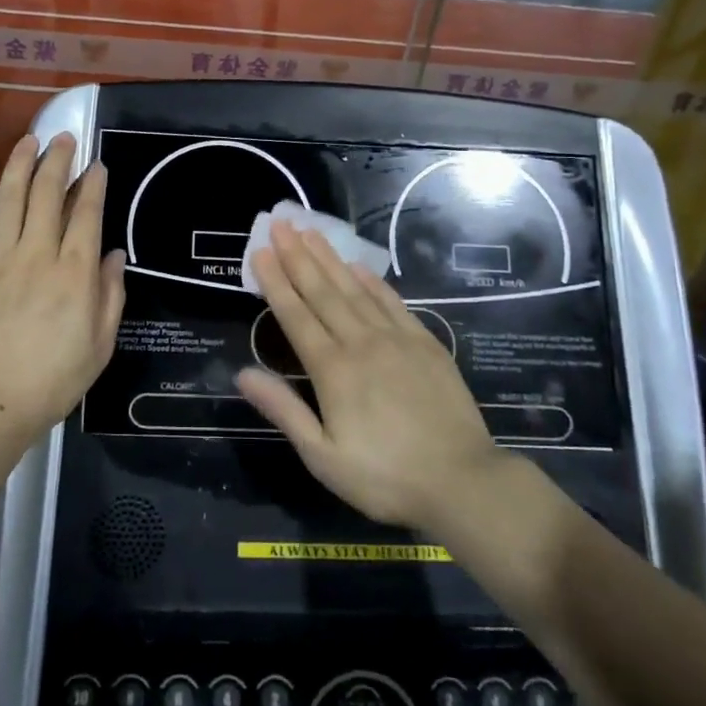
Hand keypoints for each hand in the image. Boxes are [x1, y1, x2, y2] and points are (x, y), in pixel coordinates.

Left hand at [0, 133, 125, 443]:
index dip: (93, 184)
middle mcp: (37, 255)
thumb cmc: (51, 381)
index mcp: (74, 274)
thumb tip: (114, 254)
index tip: (97, 164)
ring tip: (29, 139)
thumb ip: (110, 296)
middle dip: (58, 160)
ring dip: (20, 164)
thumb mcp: (99, 346)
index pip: (86, 214)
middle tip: (64, 137)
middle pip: (47, 195)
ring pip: (9, 199)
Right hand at [237, 220, 505, 531]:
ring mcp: (395, 338)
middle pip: (322, 291)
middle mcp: (360, 342)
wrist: (462, 482)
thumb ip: (283, 410)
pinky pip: (391, 301)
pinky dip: (371, 280)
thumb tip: (242, 373)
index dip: (275, 281)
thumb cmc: (385, 476)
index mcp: (332, 370)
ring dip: (329, 258)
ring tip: (310, 231)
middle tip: (280, 223)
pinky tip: (357, 266)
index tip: (260, 251)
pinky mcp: (424, 342)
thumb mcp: (323, 456)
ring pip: (354, 288)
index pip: (295, 315)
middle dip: (297, 255)